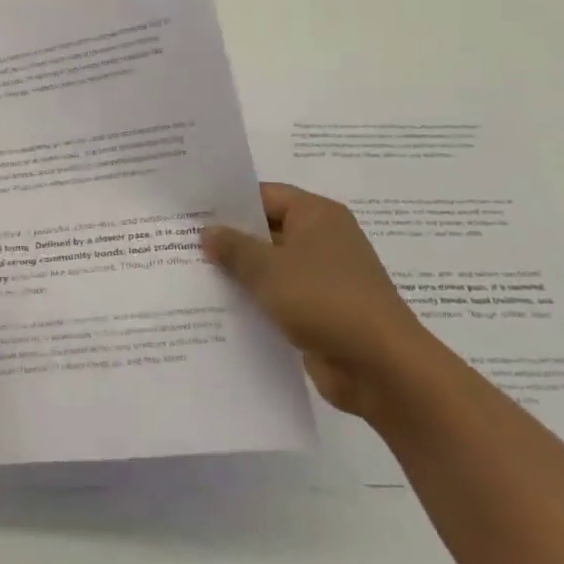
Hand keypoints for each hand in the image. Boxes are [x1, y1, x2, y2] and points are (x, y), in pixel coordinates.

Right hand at [202, 183, 428, 417]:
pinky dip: (255, 301)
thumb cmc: (324, 300)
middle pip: (266, 230)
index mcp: (317, 215)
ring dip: (239, 273)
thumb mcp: (268, 269)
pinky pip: (279, 297)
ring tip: (191, 273)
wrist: (382, 368)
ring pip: (271, 267)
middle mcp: (323, 240)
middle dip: (229, 239)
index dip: (228, 202)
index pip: (264, 195)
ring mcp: (323, 278)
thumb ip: (234, 248)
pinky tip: (218, 307)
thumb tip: (207, 231)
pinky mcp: (320, 312)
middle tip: (181, 241)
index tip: (191, 210)